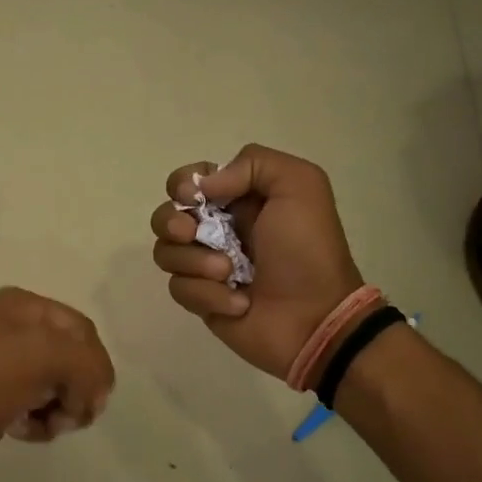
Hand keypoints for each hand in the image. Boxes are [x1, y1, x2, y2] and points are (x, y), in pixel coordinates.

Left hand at [0, 287, 115, 481]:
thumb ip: (89, 364)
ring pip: (62, 387)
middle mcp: (17, 329)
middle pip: (76, 359)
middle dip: (79, 389)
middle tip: (70, 413)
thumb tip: (97, 393)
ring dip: (63, 410)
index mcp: (24, 306)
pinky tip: (24, 430)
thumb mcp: (46, 356)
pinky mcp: (3, 399)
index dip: (95, 364)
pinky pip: (43, 408)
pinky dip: (43, 422)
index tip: (92, 397)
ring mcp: (8, 365)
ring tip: (46, 423)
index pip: (84, 330)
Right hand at [150, 145, 365, 381]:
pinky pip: (179, 288)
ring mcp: (206, 266)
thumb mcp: (300, 186)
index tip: (193, 198)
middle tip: (191, 233)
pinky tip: (238, 302)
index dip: (181, 185)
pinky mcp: (202, 300)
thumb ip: (253, 163)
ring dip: (195, 261)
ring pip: (165, 252)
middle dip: (171, 222)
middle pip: (166, 215)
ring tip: (229, 273)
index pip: (188, 181)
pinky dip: (208, 294)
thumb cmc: (308, 251)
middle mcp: (218, 229)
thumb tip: (202, 188)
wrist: (316, 318)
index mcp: (240, 199)